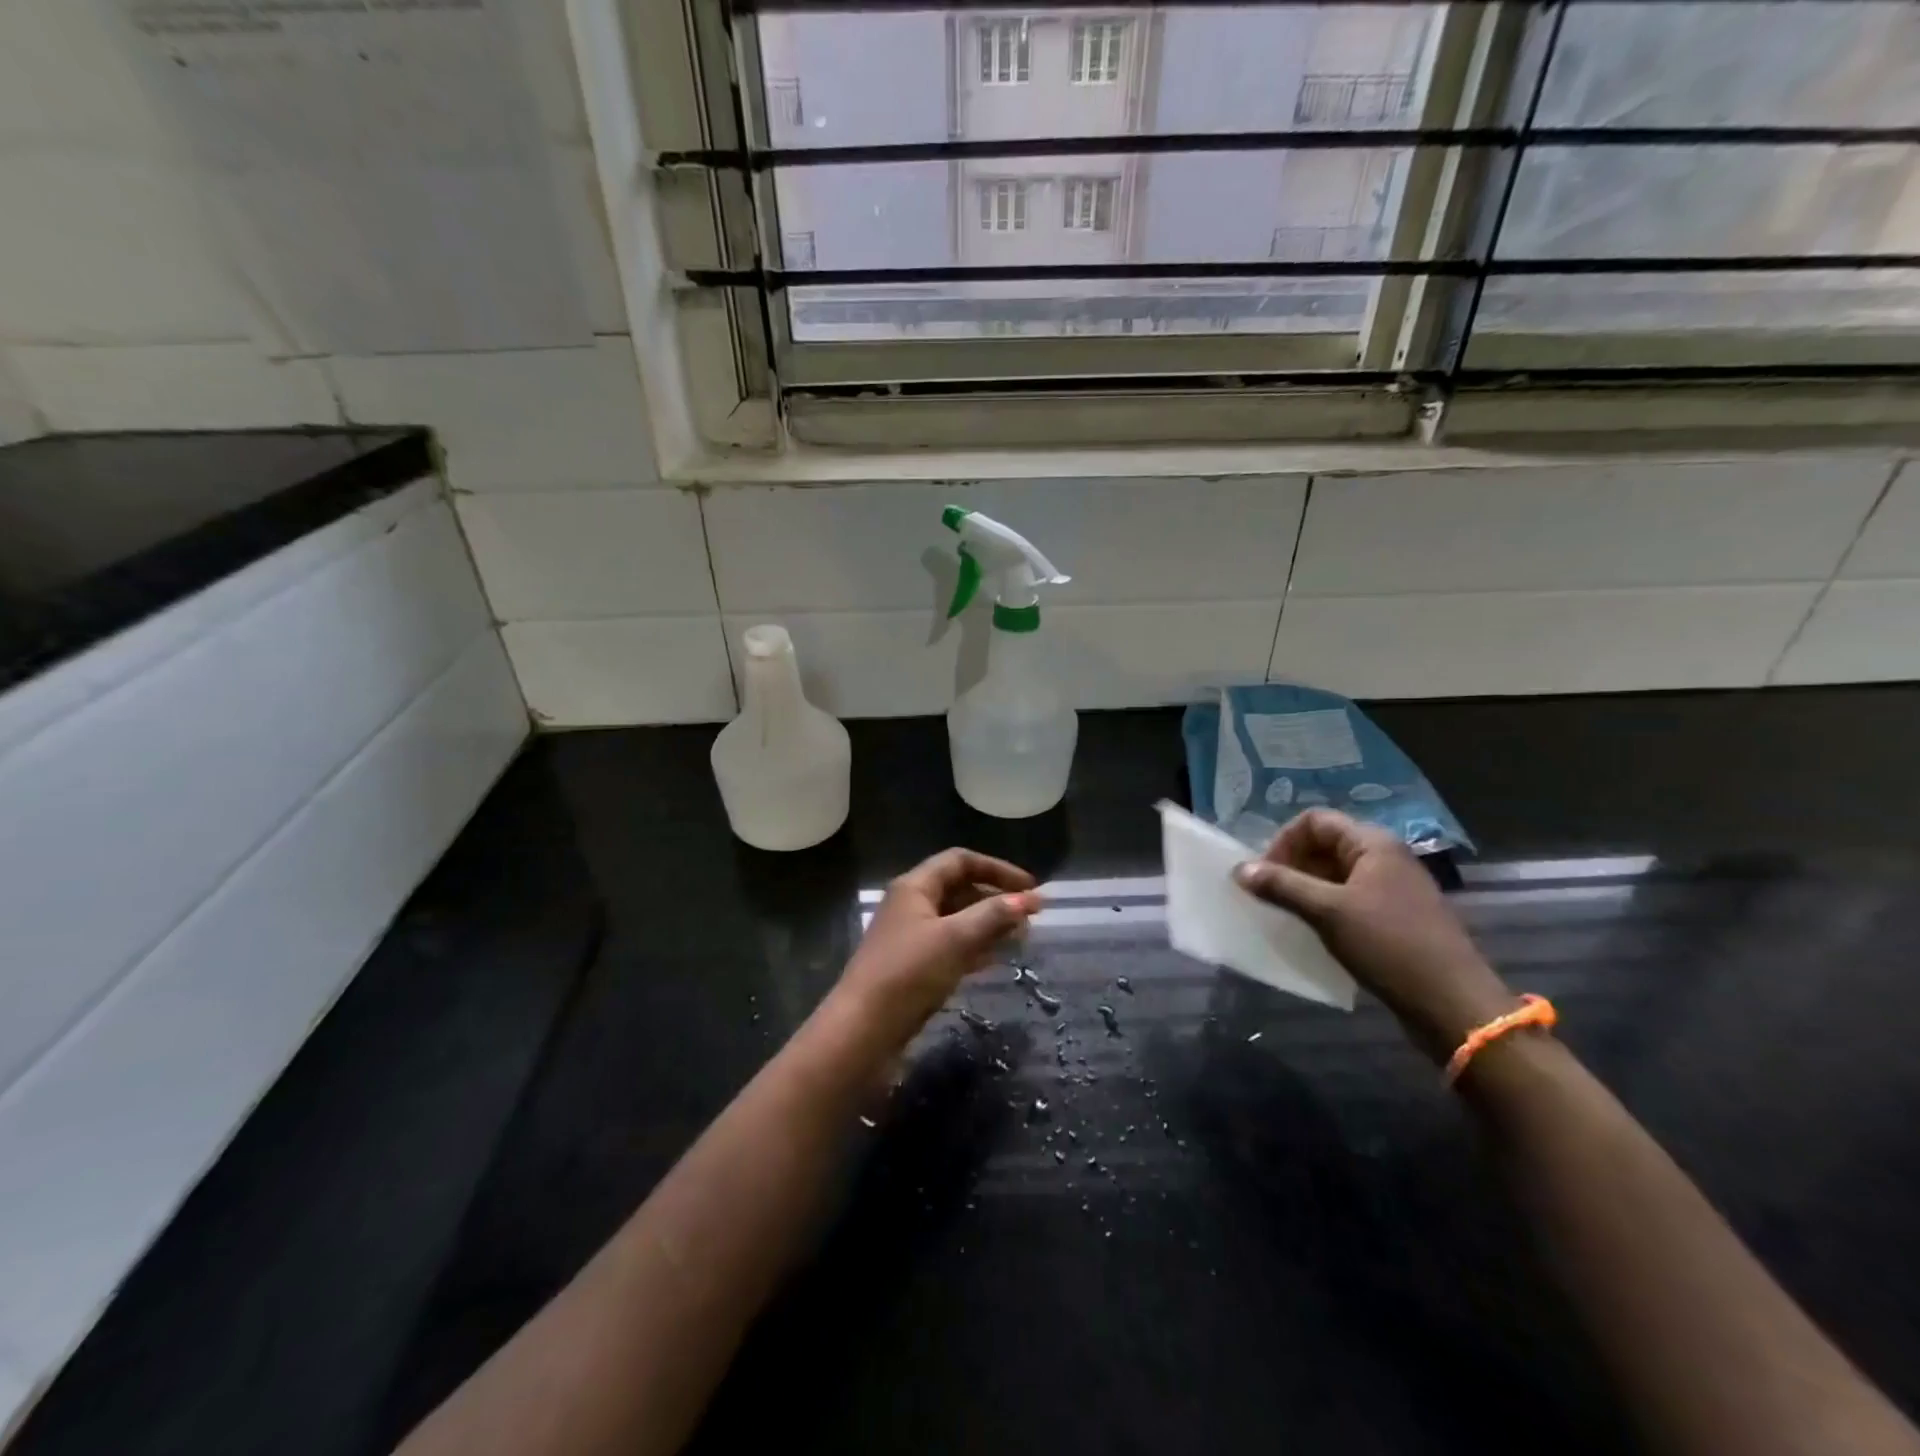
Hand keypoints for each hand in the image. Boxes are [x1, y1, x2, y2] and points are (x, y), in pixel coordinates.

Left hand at [840, 848, 1040, 1041]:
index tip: (1030, 887)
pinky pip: (951, 946)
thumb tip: (1029, 899)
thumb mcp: (955, 939)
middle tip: (1030, 916)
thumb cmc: (908, 973)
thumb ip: (993, 916)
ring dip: (989, 924)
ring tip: (1022, 937)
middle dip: (996, 898)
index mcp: (915, 886)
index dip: (998, 869)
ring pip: (957, 920)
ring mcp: (911, 937)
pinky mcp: (914, 966)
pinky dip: (975, 947)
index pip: (960, 861)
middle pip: (960, 889)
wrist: (863, 1029)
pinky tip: (998, 958)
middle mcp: (911, 905)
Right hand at [1233, 809, 1514, 1061]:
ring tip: (1286, 914)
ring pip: (1335, 874)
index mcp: (1372, 843)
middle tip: (1270, 895)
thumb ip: (1281, 886)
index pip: (1314, 820)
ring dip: (1305, 888)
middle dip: (1291, 865)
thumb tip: (1239, 869)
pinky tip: (1313, 931)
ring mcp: (1393, 887)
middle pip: (1325, 844)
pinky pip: (1349, 898)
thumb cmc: (1388, 945)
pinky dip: (1324, 907)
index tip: (1264, 874)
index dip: (1283, 841)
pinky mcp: (1396, 916)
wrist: (1452, 1003)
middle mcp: (1385, 857)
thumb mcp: (1327, 912)